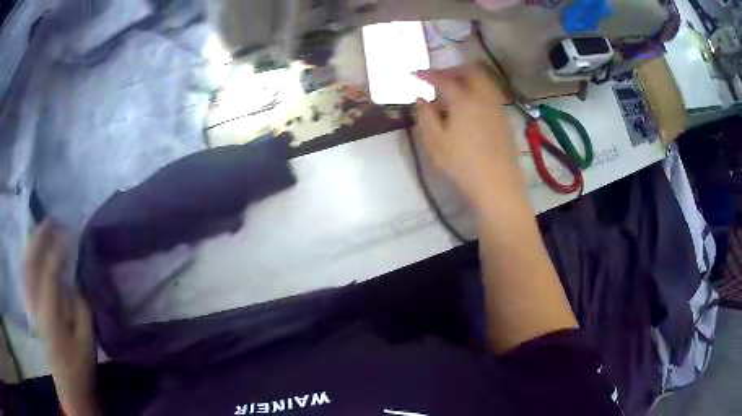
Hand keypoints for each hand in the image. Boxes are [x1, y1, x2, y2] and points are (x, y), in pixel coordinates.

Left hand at [24, 221, 97, 415]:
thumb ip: (81, 306)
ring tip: (42, 228)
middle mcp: (35, 303)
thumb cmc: (80, 364)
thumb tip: (76, 278)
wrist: (67, 384)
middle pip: (32, 263)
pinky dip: (28, 257)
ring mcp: (31, 304)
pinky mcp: (30, 306)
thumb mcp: (87, 339)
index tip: (70, 233)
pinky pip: (25, 274)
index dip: (58, 249)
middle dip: (40, 238)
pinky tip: (33, 249)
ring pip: (26, 265)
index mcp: (50, 313)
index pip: (49, 271)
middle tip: (52, 221)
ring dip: (33, 243)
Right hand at [414, 65, 523, 210]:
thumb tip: (421, 98)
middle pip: (471, 71)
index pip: (442, 79)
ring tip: (454, 91)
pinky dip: (478, 91)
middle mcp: (483, 97)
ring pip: (484, 81)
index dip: (427, 74)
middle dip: (453, 70)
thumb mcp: (434, 142)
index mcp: (463, 99)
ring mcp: (497, 107)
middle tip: (439, 79)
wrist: (497, 185)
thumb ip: (424, 116)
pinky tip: (470, 107)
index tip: (415, 74)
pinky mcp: (504, 119)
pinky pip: (490, 94)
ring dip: (467, 79)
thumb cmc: (461, 164)